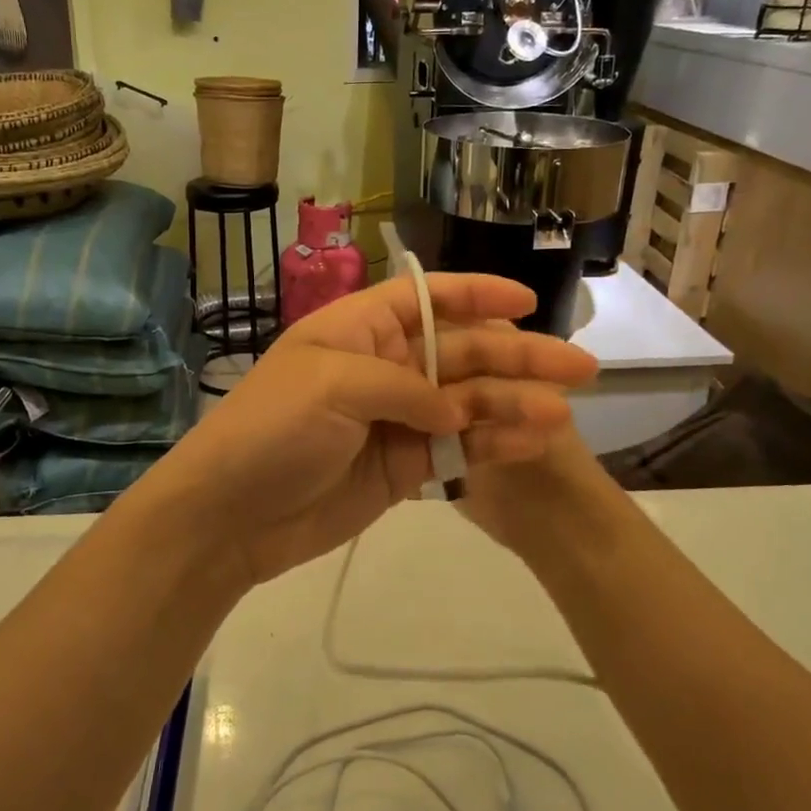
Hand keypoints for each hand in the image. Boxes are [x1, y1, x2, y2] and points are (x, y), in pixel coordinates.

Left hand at [141, 273, 597, 586]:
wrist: (230, 516)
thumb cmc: (273, 429)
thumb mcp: (333, 385)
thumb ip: (405, 388)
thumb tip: (456, 412)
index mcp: (360, 329)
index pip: (427, 299)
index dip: (477, 295)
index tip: (527, 300)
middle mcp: (383, 366)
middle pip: (462, 353)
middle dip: (518, 357)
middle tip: (580, 367)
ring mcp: (395, 419)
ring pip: (467, 404)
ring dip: (514, 405)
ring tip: (562, 414)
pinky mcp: (401, 467)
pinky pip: (456, 450)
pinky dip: (491, 446)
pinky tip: (530, 443)